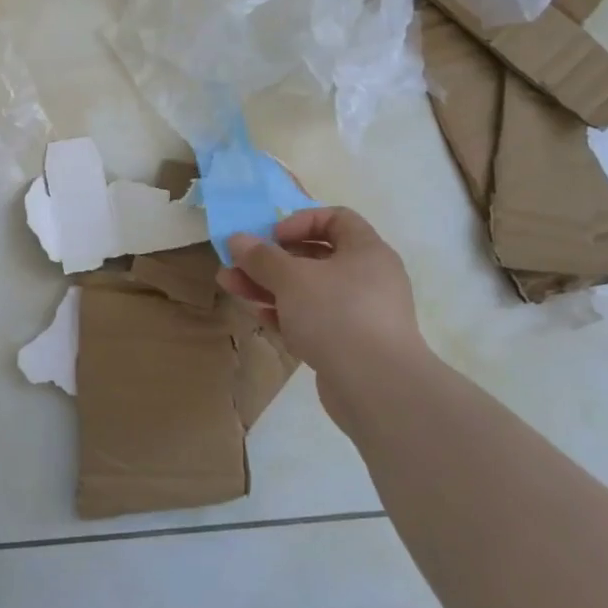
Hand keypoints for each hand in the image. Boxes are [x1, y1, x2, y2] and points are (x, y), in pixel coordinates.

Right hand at [217, 207, 427, 430]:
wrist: (377, 388)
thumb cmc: (337, 314)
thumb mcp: (291, 278)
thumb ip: (261, 257)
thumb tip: (238, 239)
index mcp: (367, 251)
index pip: (336, 219)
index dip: (301, 221)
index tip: (273, 236)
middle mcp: (369, 278)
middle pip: (315, 257)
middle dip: (271, 259)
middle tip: (237, 264)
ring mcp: (361, 314)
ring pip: (309, 291)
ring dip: (269, 286)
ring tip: (231, 287)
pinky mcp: (350, 345)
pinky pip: (314, 320)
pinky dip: (287, 315)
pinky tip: (260, 317)